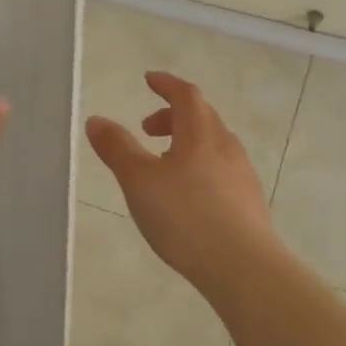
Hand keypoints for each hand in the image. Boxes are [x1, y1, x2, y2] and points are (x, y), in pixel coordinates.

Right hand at [85, 72, 279, 286]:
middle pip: (201, 116)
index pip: (185, 94)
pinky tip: (188, 196)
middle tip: (147, 129)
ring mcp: (242, 173)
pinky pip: (221, 169)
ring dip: (187, 142)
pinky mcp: (249, 200)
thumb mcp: (139, 182)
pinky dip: (200, 166)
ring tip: (163, 165)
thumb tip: (96, 119)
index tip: (149, 80)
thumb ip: (117, 148)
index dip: (166, 84)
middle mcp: (226, 145)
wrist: (243, 266)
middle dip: (173, 115)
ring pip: (213, 144)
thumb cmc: (185, 217)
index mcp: (200, 133)